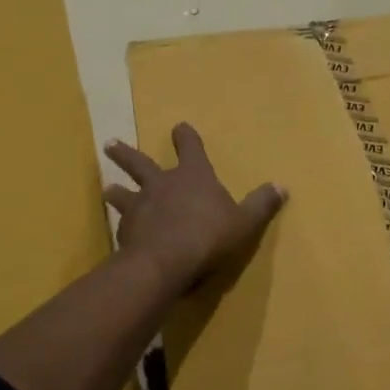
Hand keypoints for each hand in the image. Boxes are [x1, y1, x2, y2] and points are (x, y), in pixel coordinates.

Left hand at [103, 123, 286, 294]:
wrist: (165, 263)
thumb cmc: (209, 236)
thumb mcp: (244, 222)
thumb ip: (261, 204)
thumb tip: (282, 186)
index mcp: (193, 176)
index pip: (189, 147)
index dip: (185, 137)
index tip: (178, 127)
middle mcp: (162, 184)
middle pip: (140, 163)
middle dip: (126, 153)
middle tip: (109, 144)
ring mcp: (140, 206)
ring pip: (123, 192)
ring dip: (116, 190)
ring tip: (107, 189)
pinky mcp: (126, 230)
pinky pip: (122, 224)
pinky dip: (122, 226)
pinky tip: (119, 232)